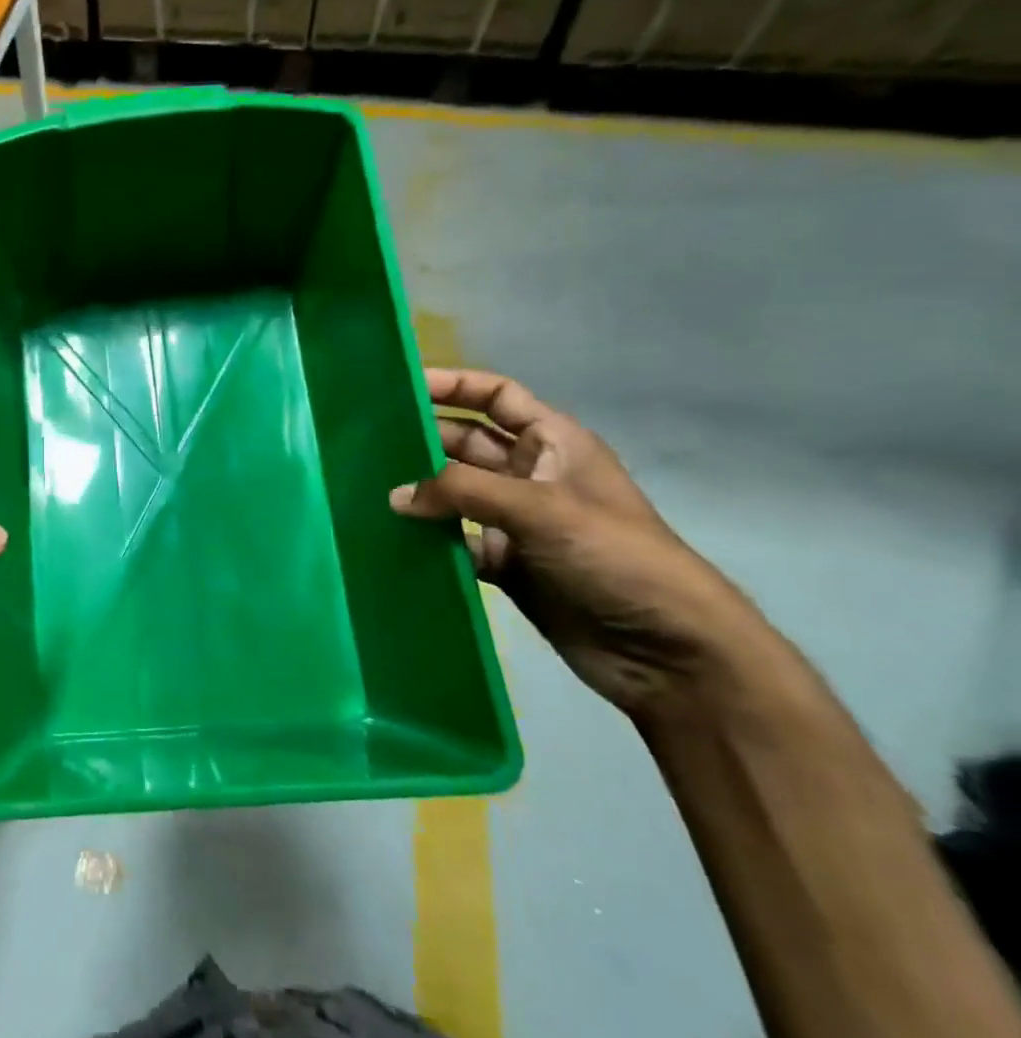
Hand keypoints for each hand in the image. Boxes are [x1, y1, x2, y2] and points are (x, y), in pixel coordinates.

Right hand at [389, 368, 771, 713]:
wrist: (670, 653)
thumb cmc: (616, 557)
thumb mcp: (541, 509)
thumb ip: (461, 492)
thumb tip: (395, 495)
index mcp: (554, 444)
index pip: (497, 396)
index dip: (453, 384)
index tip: (401, 387)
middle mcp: (531, 475)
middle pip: (466, 442)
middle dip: (423, 439)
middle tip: (367, 442)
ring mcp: (517, 522)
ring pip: (455, 493)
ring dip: (420, 491)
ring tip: (367, 487)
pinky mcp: (506, 564)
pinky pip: (455, 540)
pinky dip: (428, 538)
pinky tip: (392, 537)